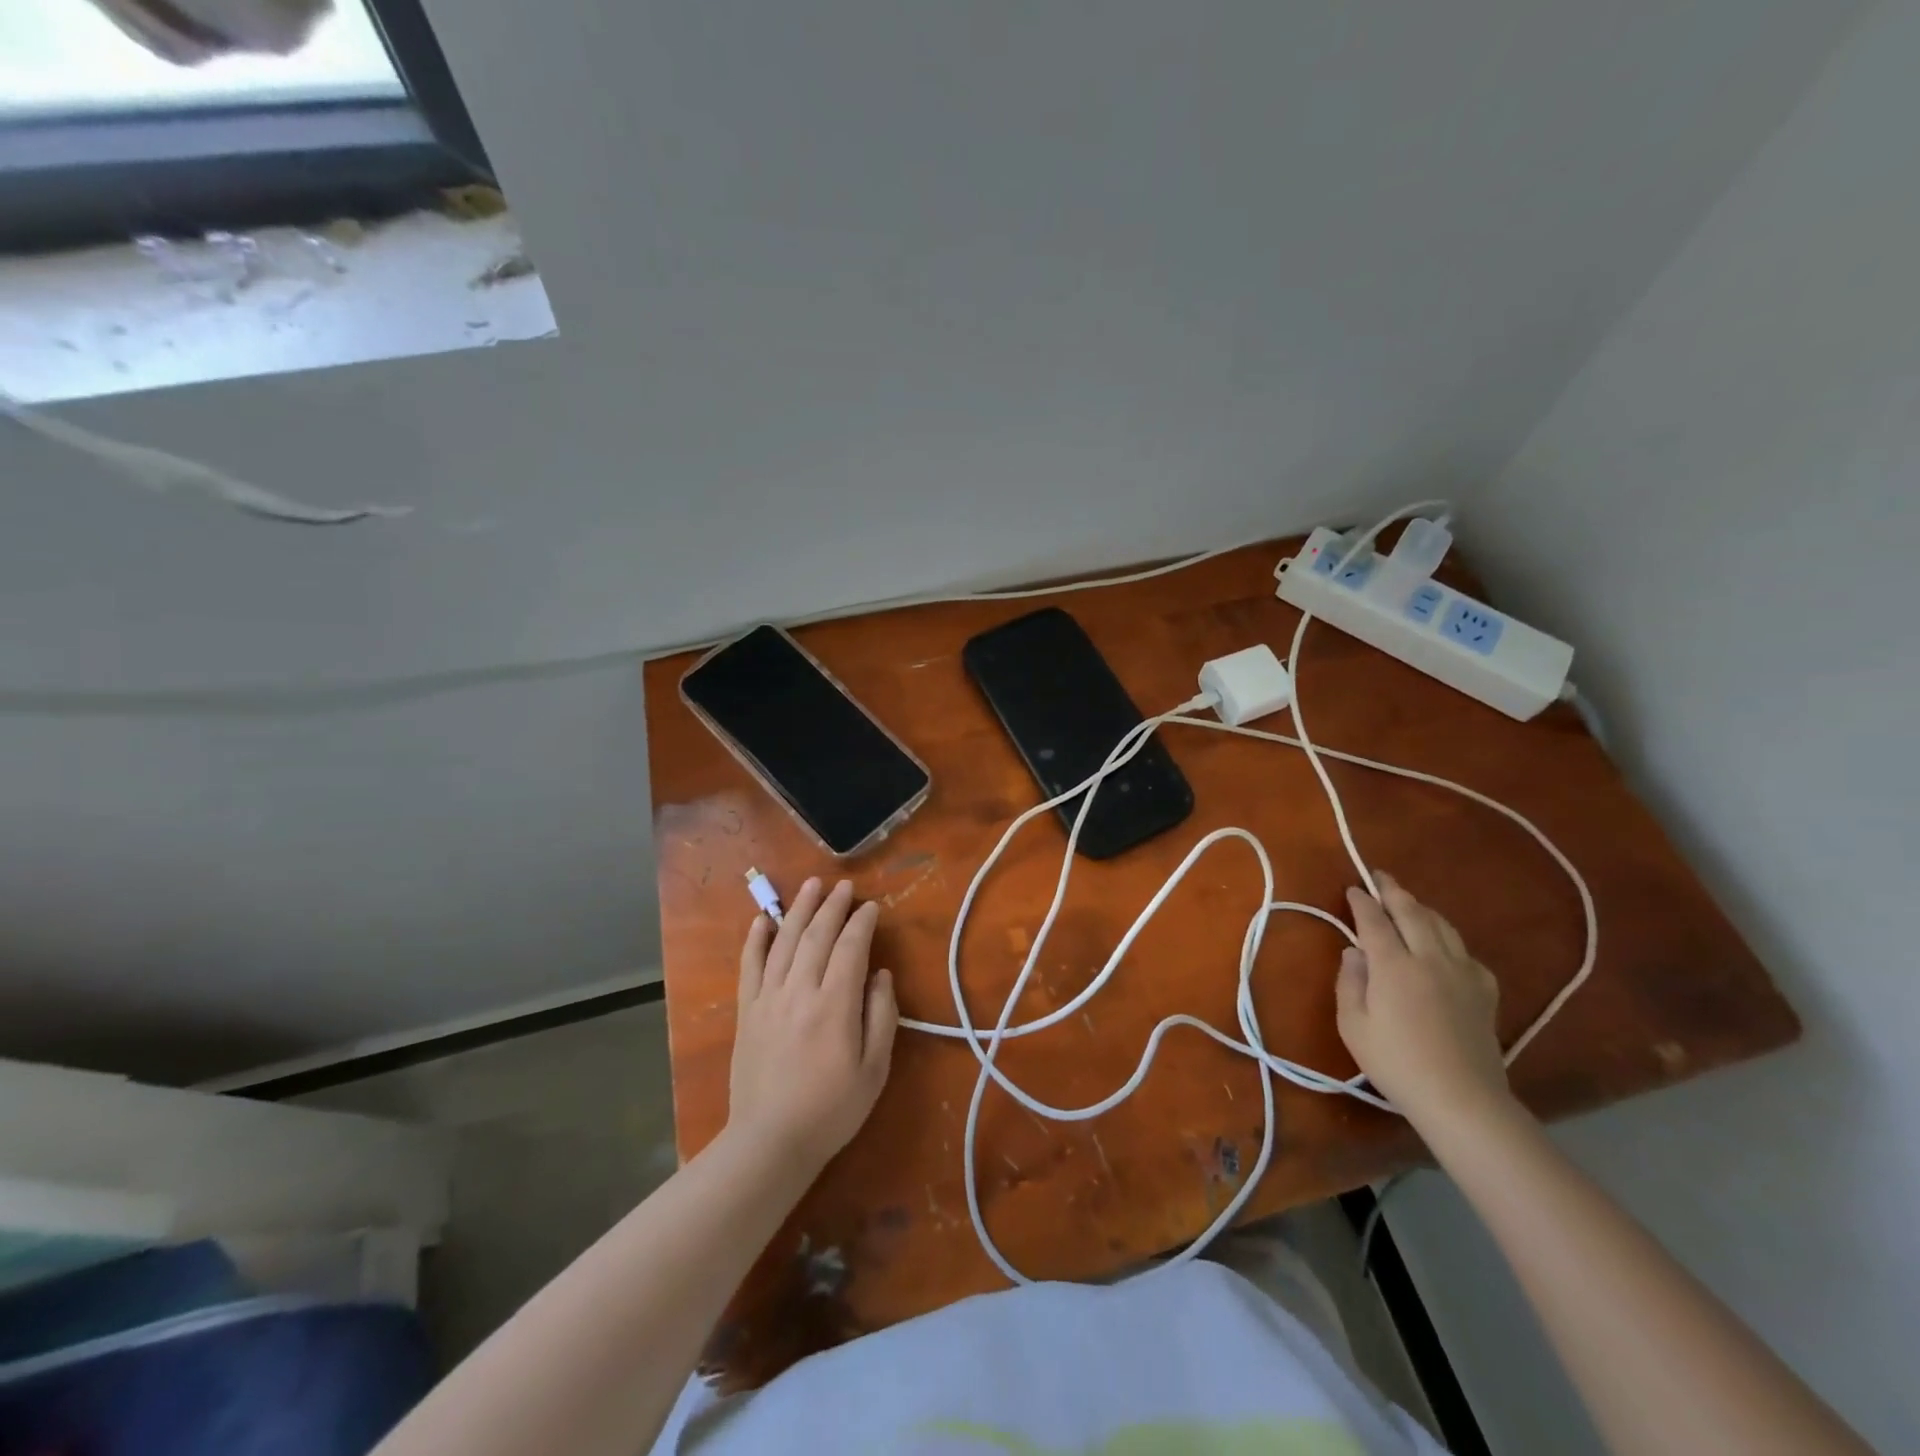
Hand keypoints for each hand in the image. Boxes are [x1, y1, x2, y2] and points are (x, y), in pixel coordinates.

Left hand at [727, 878, 897, 1175]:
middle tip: (844, 886)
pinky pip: (750, 966)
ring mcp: (768, 999)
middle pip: (817, 936)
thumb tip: (880, 974)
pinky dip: (756, 939)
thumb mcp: (874, 1070)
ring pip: (784, 942)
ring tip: (811, 885)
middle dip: (833, 907)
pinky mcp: (746, 1011)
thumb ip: (881, 1016)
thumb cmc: (831, 1110)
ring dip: (799, 910)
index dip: (862, 923)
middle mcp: (800, 991)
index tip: (871, 907)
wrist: (770, 1142)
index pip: (850, 948)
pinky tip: (763, 919)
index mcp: (835, 1005)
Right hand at [1336, 871, 1512, 1134]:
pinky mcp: (1485, 991)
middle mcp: (1430, 959)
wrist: (1462, 1099)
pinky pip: (1465, 951)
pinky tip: (1443, 946)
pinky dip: (1448, 938)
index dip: (1361, 902)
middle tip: (1380, 877)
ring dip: (1422, 909)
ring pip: (1442, 926)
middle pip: (1412, 913)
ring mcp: (1462, 973)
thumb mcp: (1353, 1025)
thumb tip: (1354, 952)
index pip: (1374, 921)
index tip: (1352, 889)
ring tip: (1408, 903)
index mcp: (1394, 965)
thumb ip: (1349, 983)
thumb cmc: (1396, 1063)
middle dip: (1393, 891)